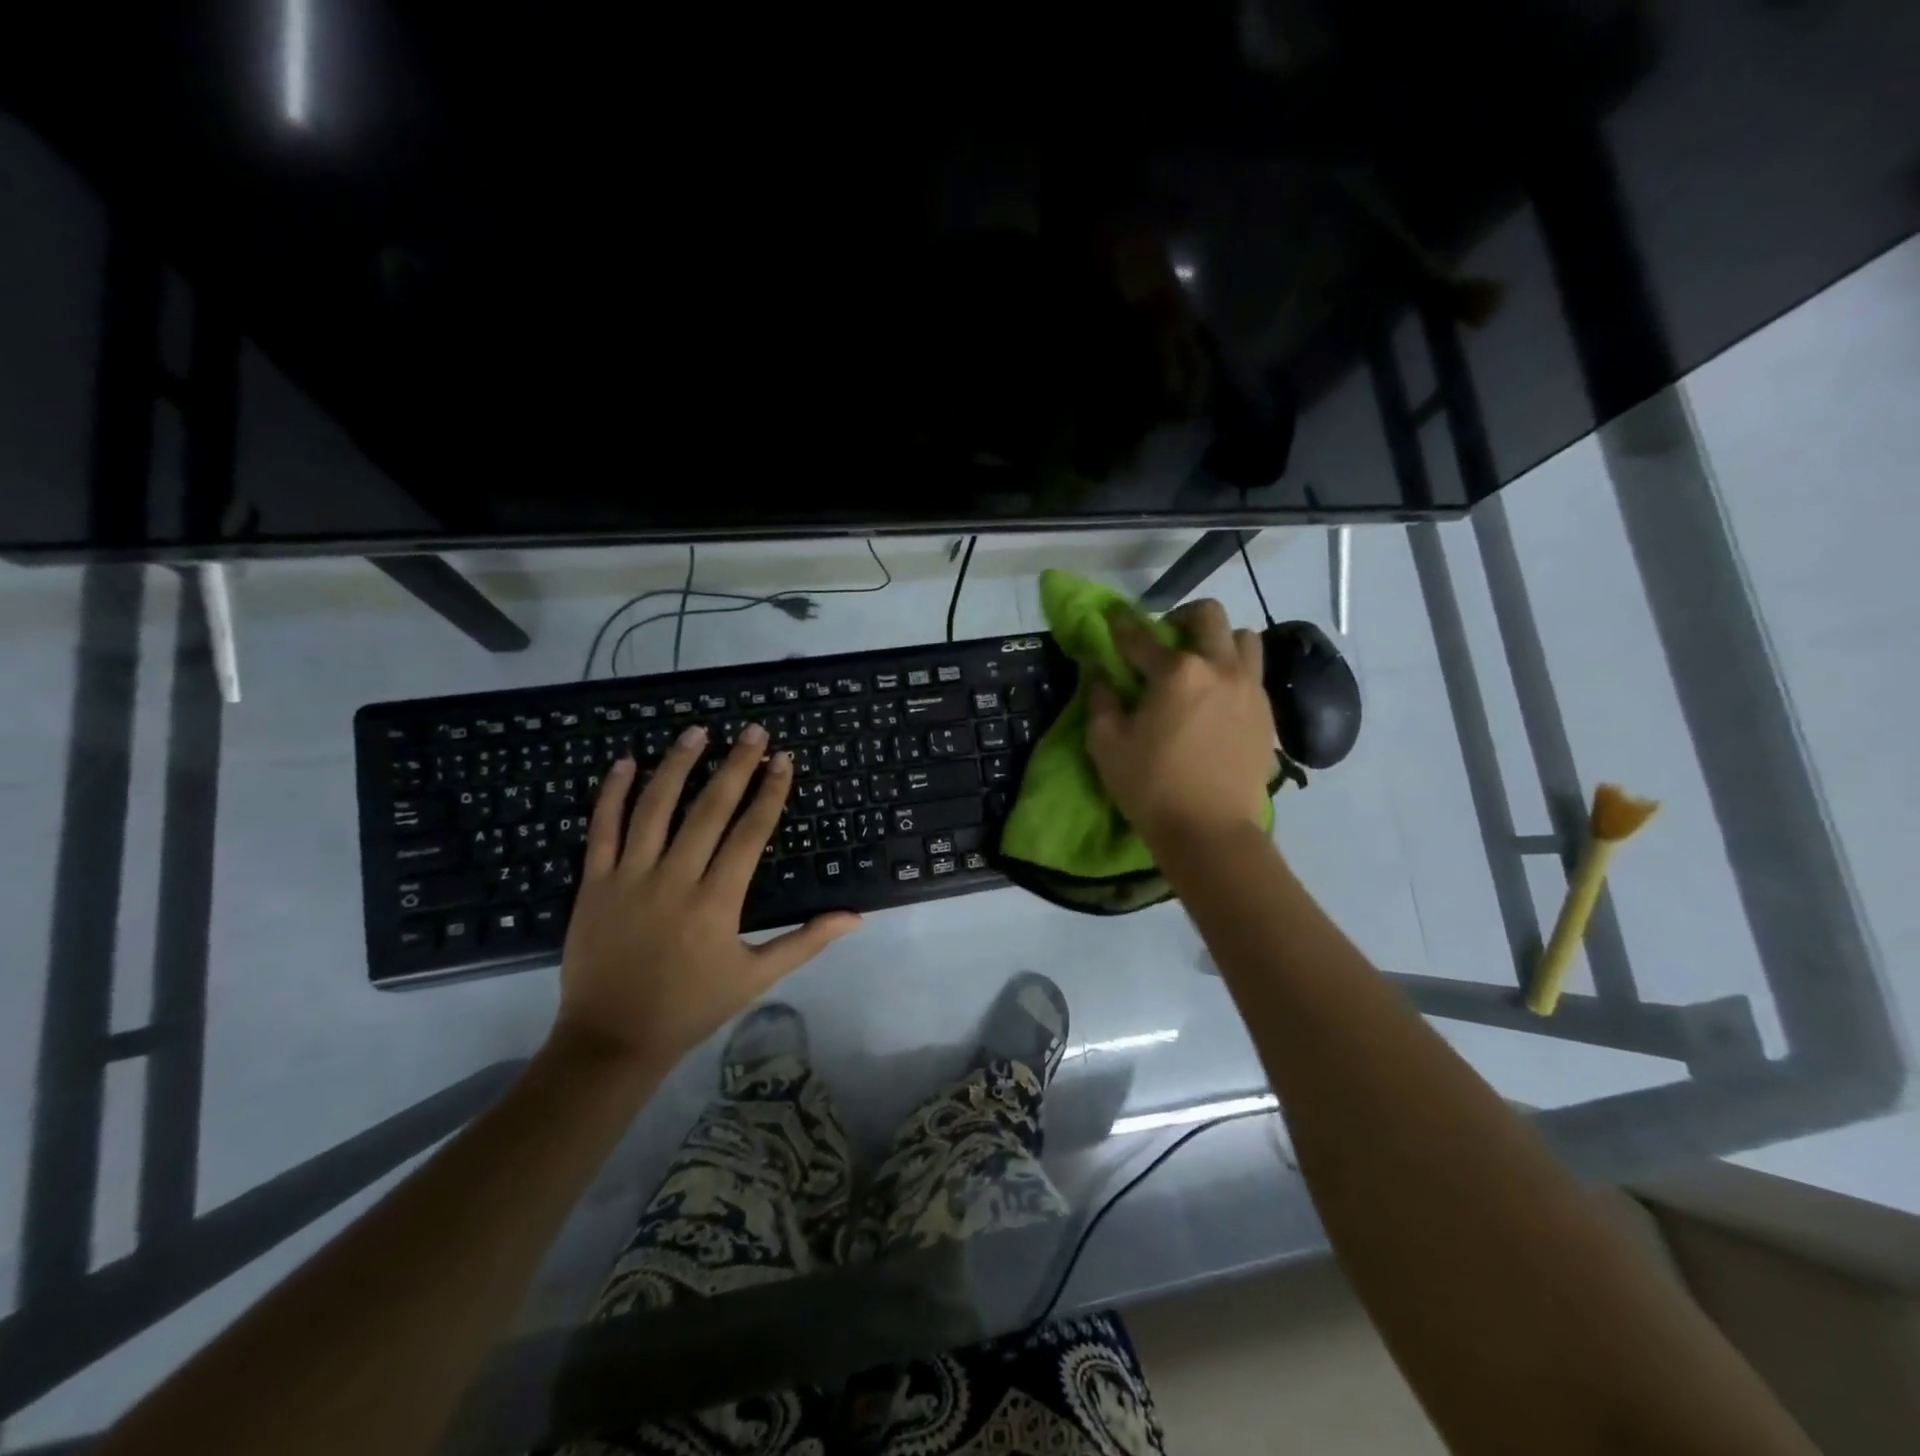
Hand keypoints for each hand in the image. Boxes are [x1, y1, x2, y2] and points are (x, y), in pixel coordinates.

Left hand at [551, 725, 860, 1067]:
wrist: (612, 1039)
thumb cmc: (692, 1006)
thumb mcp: (756, 978)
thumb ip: (806, 941)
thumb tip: (856, 917)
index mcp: (716, 902)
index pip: (750, 833)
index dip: (770, 793)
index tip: (783, 760)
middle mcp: (675, 879)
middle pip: (709, 809)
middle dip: (735, 765)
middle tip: (752, 731)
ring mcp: (629, 877)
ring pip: (655, 808)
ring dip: (678, 765)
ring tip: (698, 732)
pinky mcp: (594, 883)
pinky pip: (602, 829)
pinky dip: (613, 793)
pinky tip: (627, 762)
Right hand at [1086, 599, 1275, 845]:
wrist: (1210, 831)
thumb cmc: (1151, 786)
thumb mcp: (1107, 744)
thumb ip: (1101, 700)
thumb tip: (1100, 673)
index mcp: (1176, 672)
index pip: (1141, 636)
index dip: (1121, 626)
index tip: (1112, 621)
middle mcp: (1219, 668)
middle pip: (1208, 615)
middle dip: (1181, 618)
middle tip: (1164, 641)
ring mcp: (1250, 689)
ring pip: (1243, 638)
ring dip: (1218, 641)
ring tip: (1200, 666)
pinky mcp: (1267, 713)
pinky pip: (1254, 673)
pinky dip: (1233, 672)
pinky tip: (1216, 699)